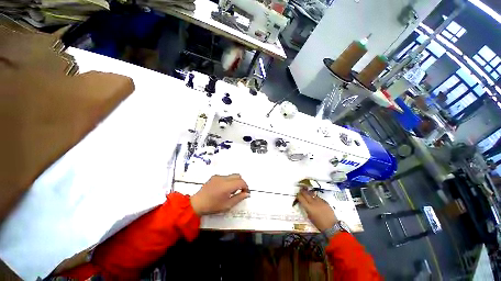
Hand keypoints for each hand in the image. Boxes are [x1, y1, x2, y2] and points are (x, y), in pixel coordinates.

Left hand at [190, 174, 249, 215]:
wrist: (197, 203)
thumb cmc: (213, 206)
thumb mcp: (227, 205)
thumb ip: (239, 198)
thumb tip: (247, 193)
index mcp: (227, 186)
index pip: (241, 182)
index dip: (246, 186)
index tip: (245, 193)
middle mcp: (223, 178)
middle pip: (238, 176)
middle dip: (241, 182)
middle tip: (240, 191)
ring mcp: (218, 176)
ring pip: (232, 175)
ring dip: (235, 181)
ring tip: (230, 191)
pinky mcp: (214, 176)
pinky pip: (225, 176)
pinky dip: (228, 181)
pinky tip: (223, 189)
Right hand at [296, 189, 337, 231]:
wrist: (332, 226)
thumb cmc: (319, 224)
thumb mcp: (310, 217)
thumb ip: (306, 209)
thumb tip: (304, 204)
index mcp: (309, 207)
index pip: (301, 198)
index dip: (298, 196)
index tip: (297, 195)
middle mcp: (313, 202)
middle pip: (306, 194)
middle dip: (302, 191)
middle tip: (300, 190)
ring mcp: (320, 201)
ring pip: (312, 194)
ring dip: (309, 193)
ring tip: (307, 192)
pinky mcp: (325, 201)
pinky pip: (318, 197)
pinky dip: (315, 197)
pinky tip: (315, 199)